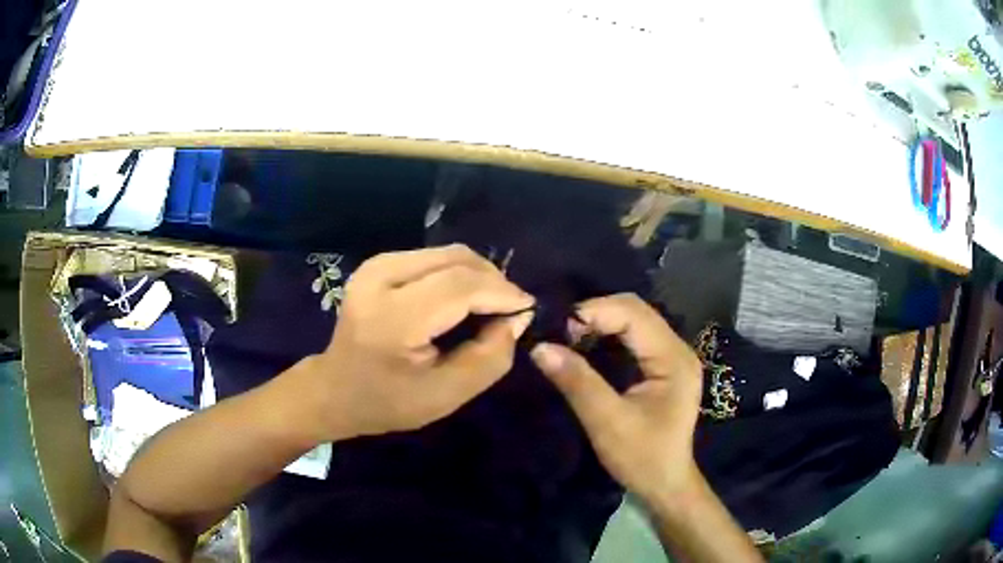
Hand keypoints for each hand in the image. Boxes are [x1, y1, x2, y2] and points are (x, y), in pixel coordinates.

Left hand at [297, 245, 534, 440]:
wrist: (335, 389)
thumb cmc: (388, 402)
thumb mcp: (447, 395)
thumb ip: (490, 357)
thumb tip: (517, 316)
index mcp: (392, 318)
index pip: (460, 287)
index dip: (502, 293)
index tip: (528, 308)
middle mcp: (380, 278)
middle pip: (457, 260)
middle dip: (493, 281)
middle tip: (511, 310)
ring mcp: (376, 265)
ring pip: (448, 253)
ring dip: (478, 275)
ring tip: (491, 305)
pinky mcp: (378, 263)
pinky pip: (434, 257)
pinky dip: (459, 274)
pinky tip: (464, 298)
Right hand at [530, 293, 703, 502]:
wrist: (667, 484)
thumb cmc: (642, 458)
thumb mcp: (607, 422)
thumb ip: (577, 382)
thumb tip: (540, 347)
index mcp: (673, 358)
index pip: (633, 313)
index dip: (594, 312)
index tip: (558, 329)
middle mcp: (678, 348)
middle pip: (636, 310)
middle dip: (597, 314)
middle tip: (562, 333)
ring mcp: (673, 356)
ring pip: (635, 320)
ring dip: (601, 322)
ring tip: (570, 338)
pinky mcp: (665, 366)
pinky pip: (635, 336)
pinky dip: (609, 335)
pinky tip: (589, 347)